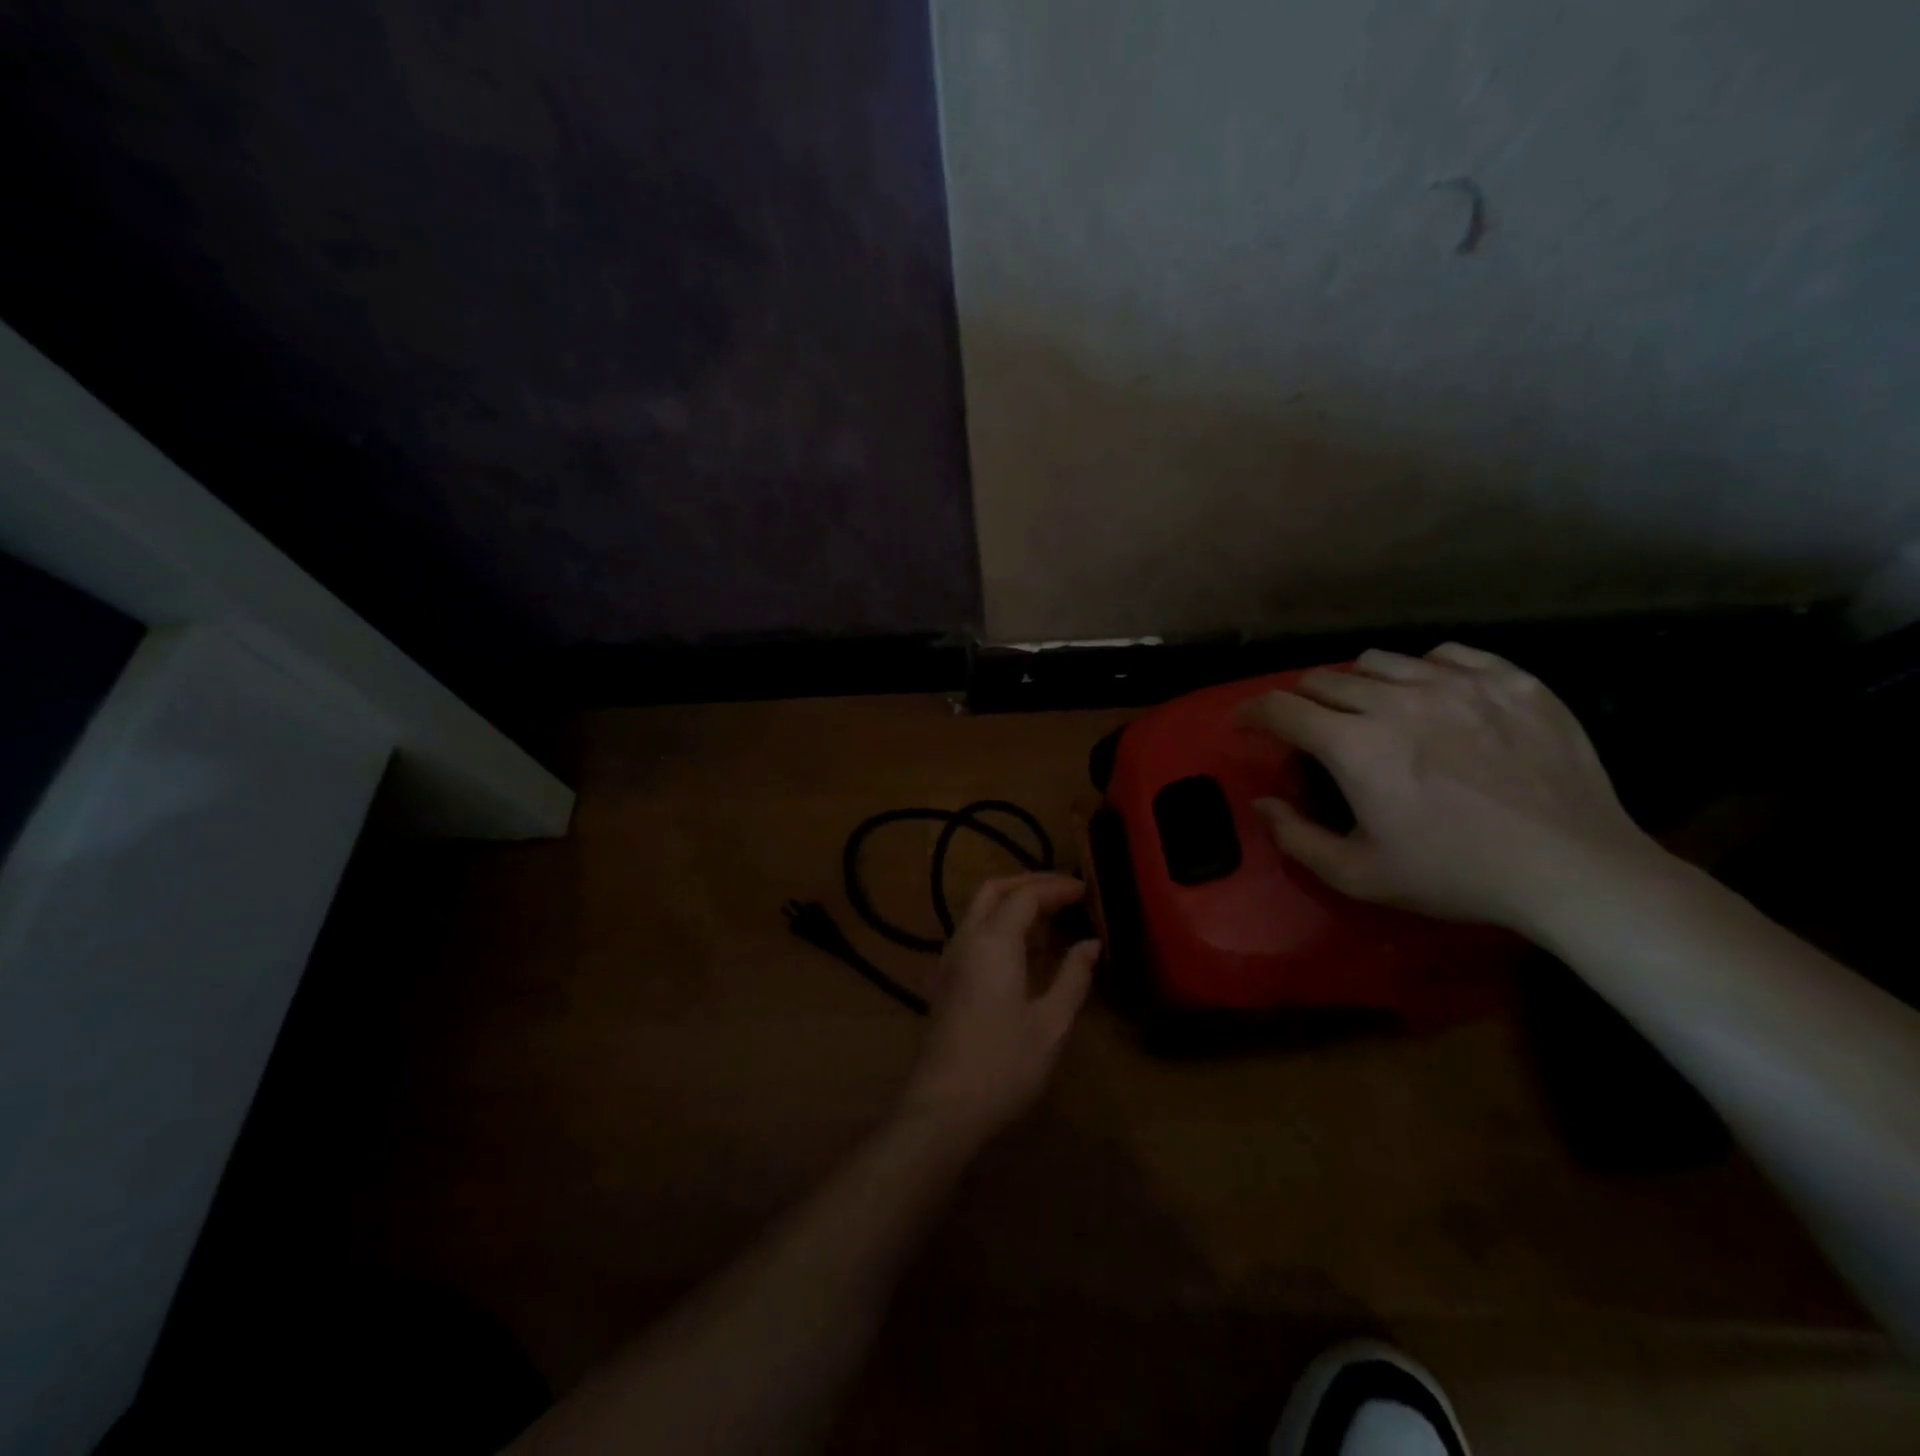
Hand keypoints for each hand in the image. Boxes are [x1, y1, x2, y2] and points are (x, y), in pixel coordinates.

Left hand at [899, 873, 1099, 1143]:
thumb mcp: (1051, 1023)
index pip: (1025, 895)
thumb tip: (1091, 944)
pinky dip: (1000, 924)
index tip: (1086, 890)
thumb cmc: (1004, 1065)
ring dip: (1013, 902)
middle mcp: (965, 940)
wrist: (942, 1107)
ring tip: (1051, 916)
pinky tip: (1024, 949)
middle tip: (1065, 892)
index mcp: (993, 942)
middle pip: (994, 891)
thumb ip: (1073, 977)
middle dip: (1029, 883)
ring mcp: (949, 960)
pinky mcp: (945, 980)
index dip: (1056, 888)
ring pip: (979, 910)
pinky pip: (973, 933)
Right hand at [1245, 643, 1660, 931]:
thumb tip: (1262, 801)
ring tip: (1368, 706)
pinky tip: (1432, 694)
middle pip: (1325, 679)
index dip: (1253, 712)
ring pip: (1381, 660)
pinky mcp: (1511, 681)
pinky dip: (1423, 669)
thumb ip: (1295, 837)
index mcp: (1355, 746)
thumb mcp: (1359, 874)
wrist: (1574, 870)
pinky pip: (1447, 654)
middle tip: (1310, 725)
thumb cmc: (1456, 875)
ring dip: (1357, 682)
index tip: (1246, 722)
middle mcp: (1398, 700)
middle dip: (1303, 700)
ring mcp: (1459, 684)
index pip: (1281, 708)